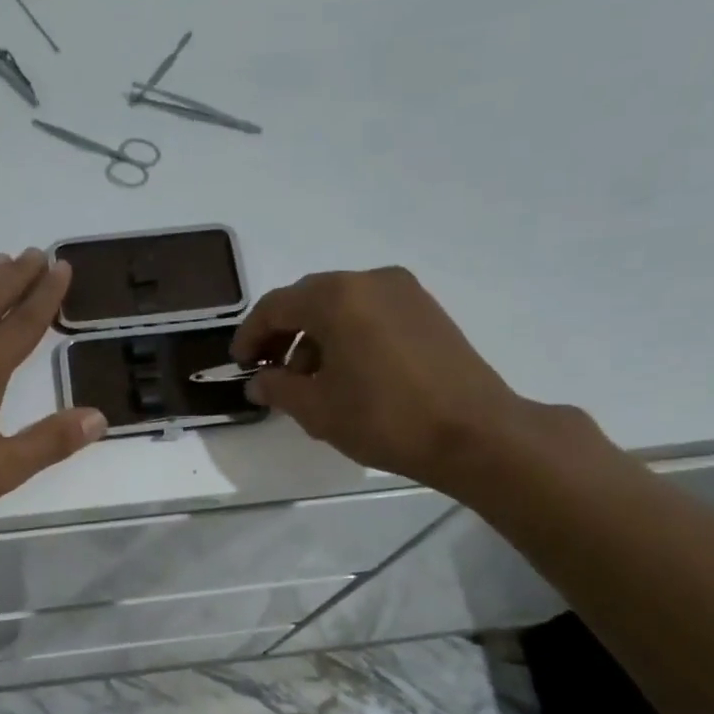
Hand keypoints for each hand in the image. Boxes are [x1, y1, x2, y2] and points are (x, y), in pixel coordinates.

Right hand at [232, 266, 532, 492]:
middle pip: (308, 300)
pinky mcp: (426, 311)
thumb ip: (278, 388)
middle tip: (268, 371)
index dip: (249, 335)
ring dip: (314, 337)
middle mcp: (370, 281)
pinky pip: (369, 313)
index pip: (276, 307)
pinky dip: (346, 336)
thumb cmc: (384, 418)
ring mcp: (404, 292)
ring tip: (309, 382)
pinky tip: (346, 374)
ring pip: (341, 306)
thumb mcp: (317, 409)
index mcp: (337, 297)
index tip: (239, 364)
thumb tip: (258, 382)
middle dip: (282, 334)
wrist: (474, 433)